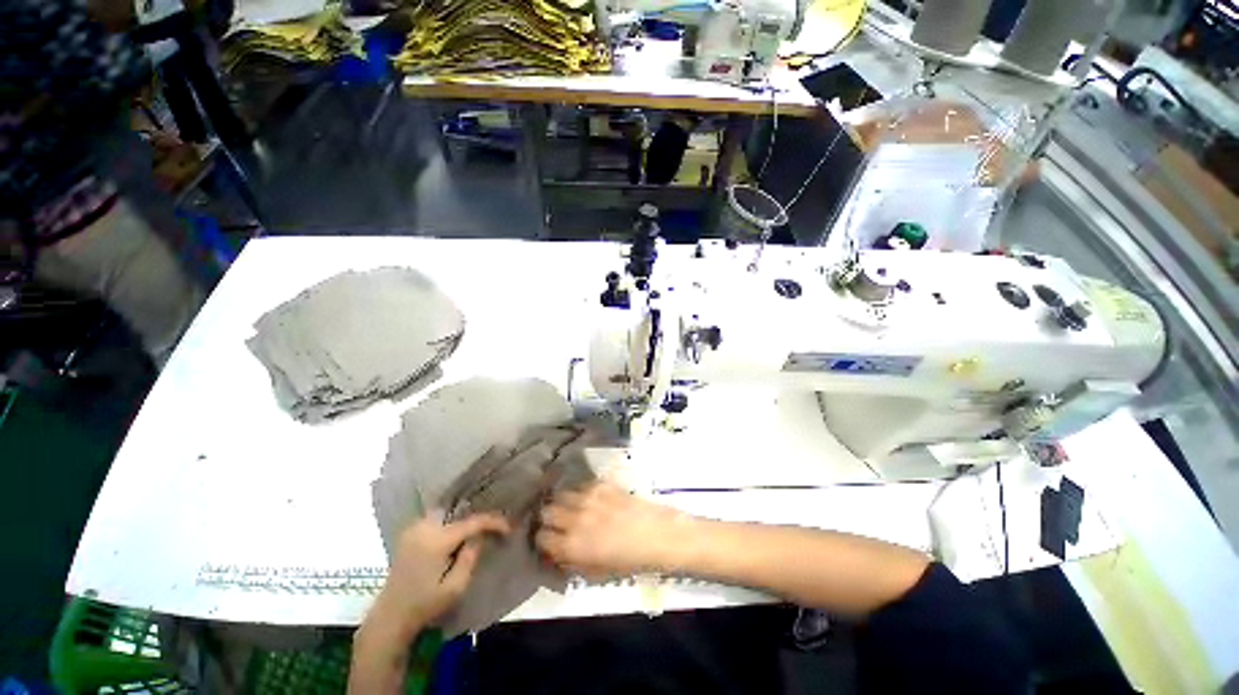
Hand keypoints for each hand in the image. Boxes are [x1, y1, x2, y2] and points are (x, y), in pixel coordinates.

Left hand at [374, 514, 509, 633]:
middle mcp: (424, 528)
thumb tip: (478, 537)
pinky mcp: (407, 535)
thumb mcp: (455, 587)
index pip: (472, 522)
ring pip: (446, 514)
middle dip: (475, 519)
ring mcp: (413, 529)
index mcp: (437, 540)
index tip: (508, 529)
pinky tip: (455, 536)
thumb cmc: (424, 606)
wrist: (389, 619)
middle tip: (491, 529)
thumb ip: (470, 557)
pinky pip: (435, 520)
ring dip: (461, 521)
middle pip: (458, 513)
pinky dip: (448, 523)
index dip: (493, 522)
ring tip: (476, 531)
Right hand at [535, 482, 693, 578]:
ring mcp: (588, 497)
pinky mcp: (601, 484)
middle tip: (558, 522)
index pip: (542, 538)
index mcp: (572, 545)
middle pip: (547, 511)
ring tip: (571, 507)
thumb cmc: (629, 560)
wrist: (656, 535)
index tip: (548, 541)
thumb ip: (572, 560)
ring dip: (563, 502)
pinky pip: (581, 484)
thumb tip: (558, 553)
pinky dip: (580, 491)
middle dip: (549, 517)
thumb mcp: (595, 570)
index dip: (543, 540)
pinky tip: (588, 497)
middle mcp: (575, 518)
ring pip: (561, 494)